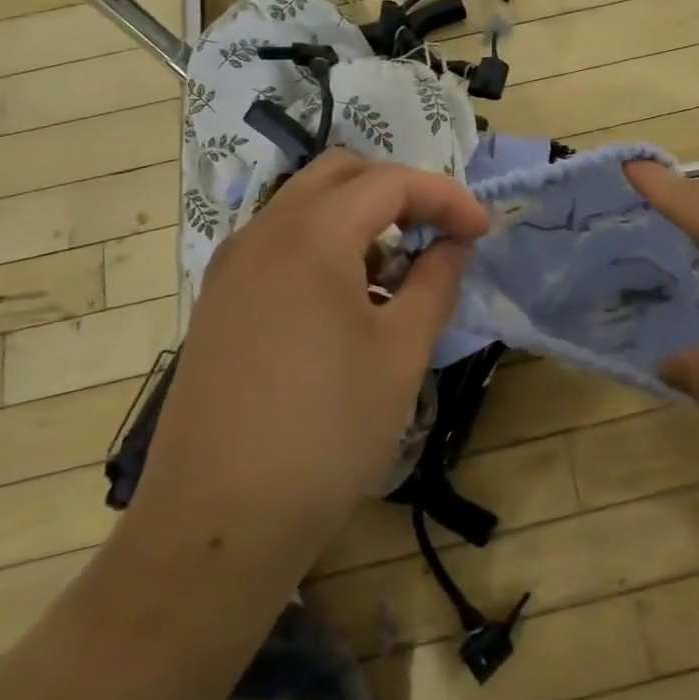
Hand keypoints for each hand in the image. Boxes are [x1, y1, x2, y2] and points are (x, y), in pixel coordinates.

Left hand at [122, 152, 488, 592]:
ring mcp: (231, 267)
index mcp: (310, 236)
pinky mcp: (219, 302)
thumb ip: (436, 281)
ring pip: (306, 204)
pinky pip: (281, 242)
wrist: (215, 526)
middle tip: (437, 234)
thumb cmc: (325, 432)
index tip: (483, 231)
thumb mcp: (401, 353)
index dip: (446, 197)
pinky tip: (348, 301)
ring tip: (396, 272)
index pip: (390, 182)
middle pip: (341, 174)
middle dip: (399, 191)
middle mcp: (263, 233)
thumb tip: (455, 243)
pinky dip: (325, 244)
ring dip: (360, 217)